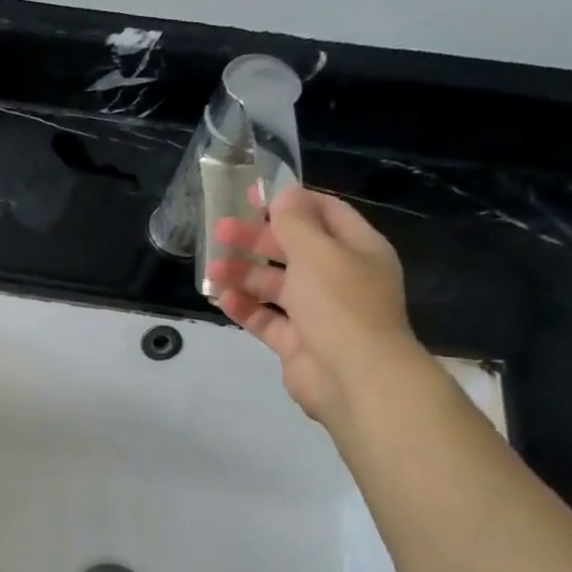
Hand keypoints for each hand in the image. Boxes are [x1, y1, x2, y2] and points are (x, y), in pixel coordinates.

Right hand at [205, 184, 424, 425]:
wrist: (355, 378)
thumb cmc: (341, 304)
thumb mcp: (318, 252)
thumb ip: (295, 222)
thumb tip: (283, 193)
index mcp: (358, 250)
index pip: (325, 213)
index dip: (290, 202)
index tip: (251, 196)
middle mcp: (340, 277)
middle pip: (294, 249)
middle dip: (257, 239)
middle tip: (220, 231)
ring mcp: (319, 312)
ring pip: (276, 285)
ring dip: (244, 274)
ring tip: (214, 270)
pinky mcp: (298, 342)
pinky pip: (268, 319)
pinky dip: (246, 308)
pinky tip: (223, 299)